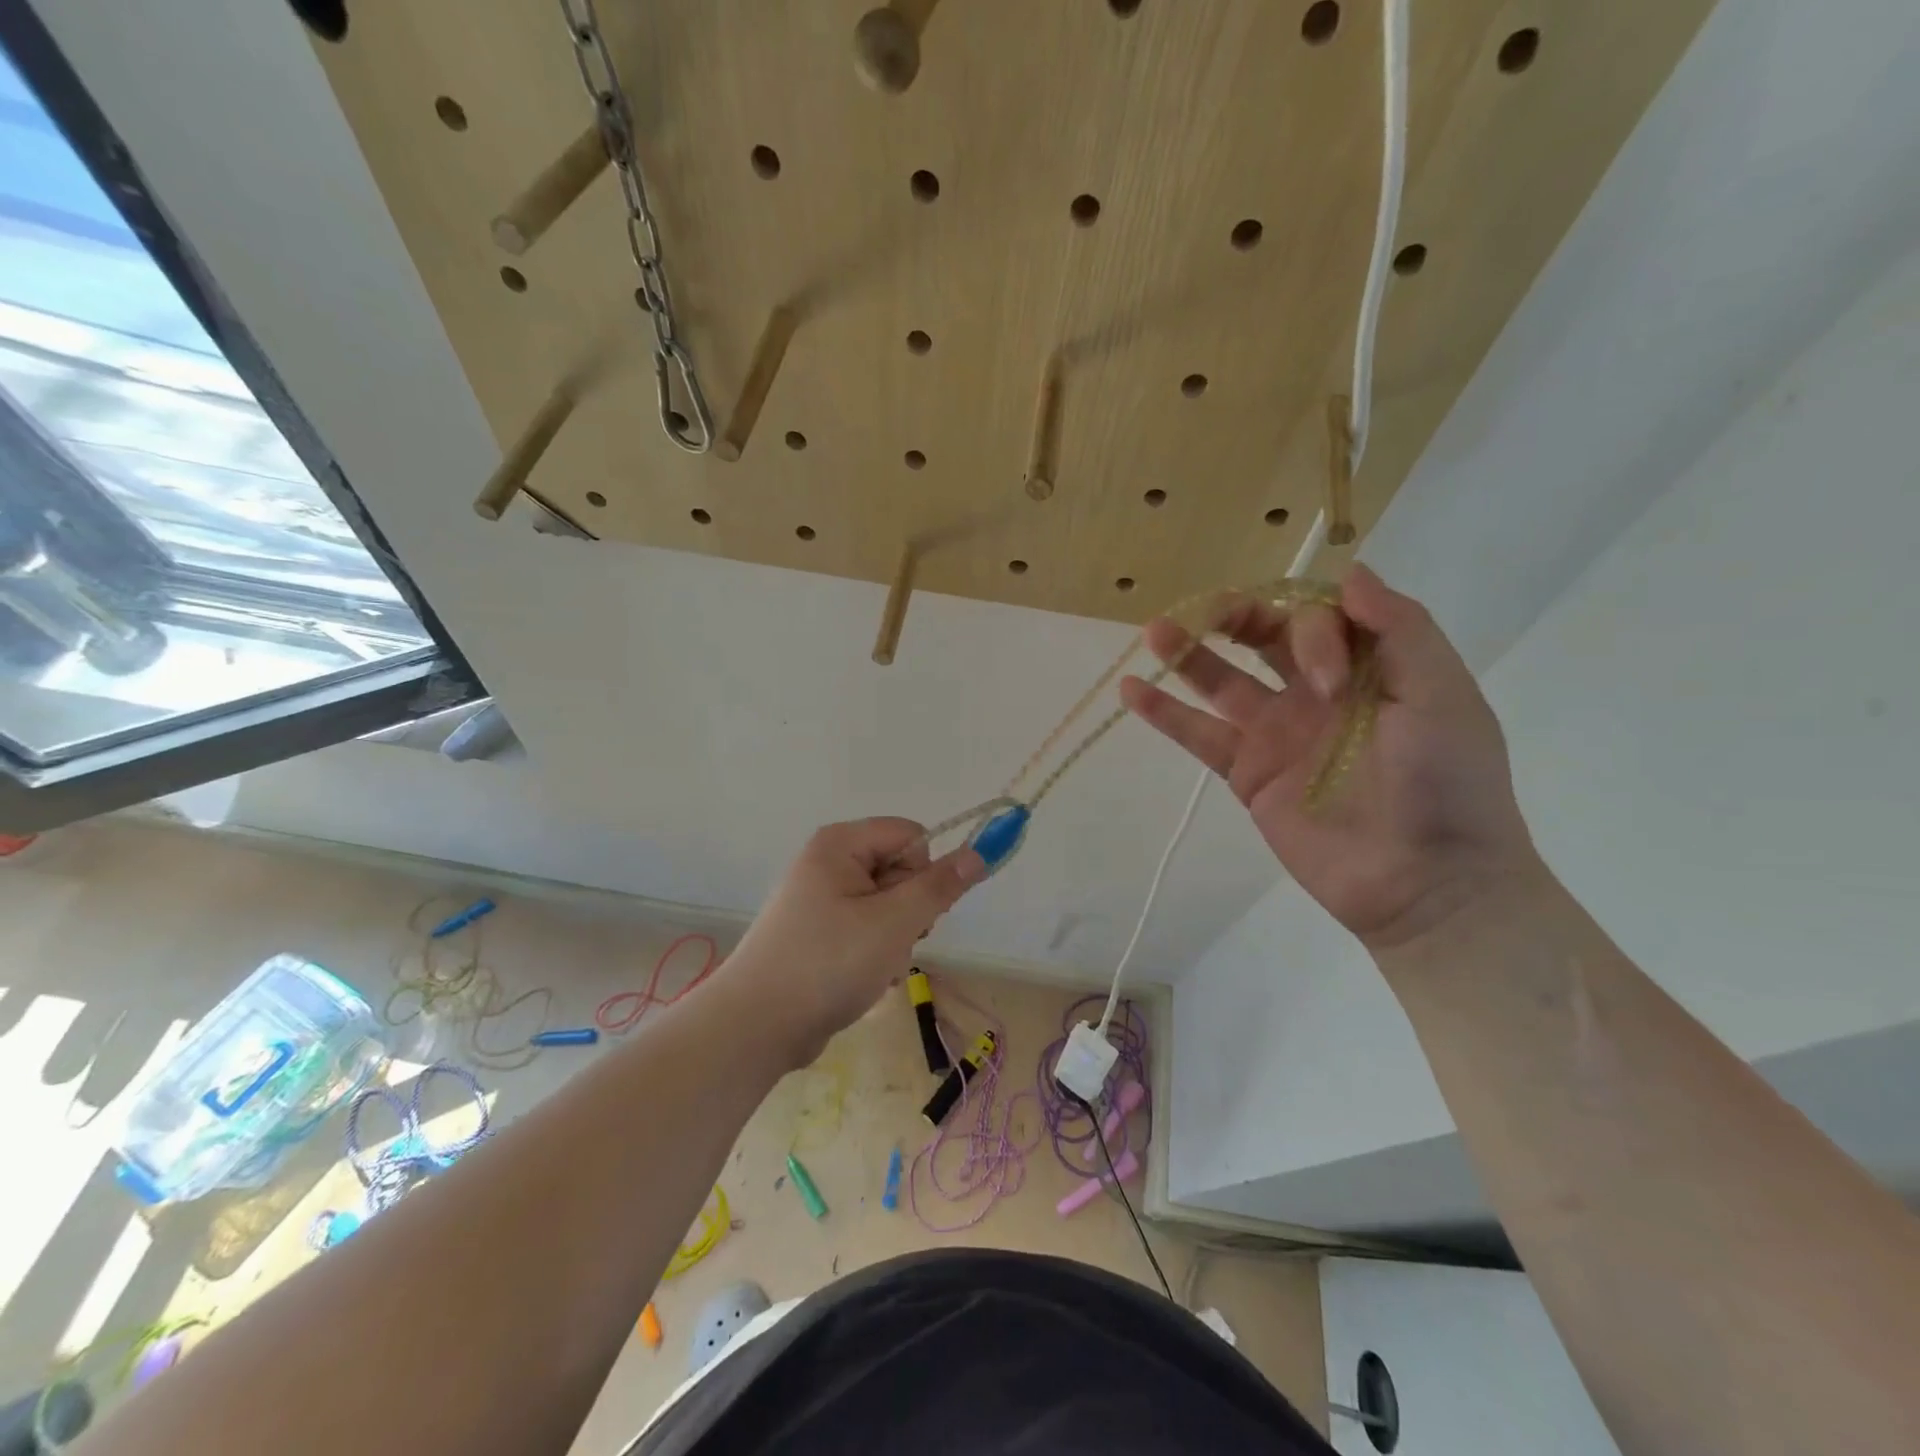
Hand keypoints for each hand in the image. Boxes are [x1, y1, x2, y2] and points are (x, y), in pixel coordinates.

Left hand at [727, 819, 984, 1062]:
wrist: (756, 1026)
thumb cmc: (828, 963)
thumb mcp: (894, 922)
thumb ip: (939, 886)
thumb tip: (979, 852)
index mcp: (840, 844)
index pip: (911, 836)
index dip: (924, 872)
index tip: (916, 912)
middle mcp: (828, 862)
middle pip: (899, 870)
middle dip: (909, 911)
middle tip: (893, 944)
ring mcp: (820, 899)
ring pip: (887, 905)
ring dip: (895, 939)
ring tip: (875, 968)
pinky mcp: (817, 932)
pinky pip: (865, 929)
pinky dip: (874, 953)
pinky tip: (862, 979)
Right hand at [1120, 564, 1536, 951]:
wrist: (1427, 881)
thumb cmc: (1447, 783)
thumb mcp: (1441, 694)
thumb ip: (1401, 629)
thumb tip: (1351, 571)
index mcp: (1367, 667)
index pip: (1319, 617)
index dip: (1310, 630)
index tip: (1326, 681)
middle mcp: (1316, 691)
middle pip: (1265, 636)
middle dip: (1236, 615)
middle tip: (1207, 611)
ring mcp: (1277, 733)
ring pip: (1222, 681)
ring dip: (1188, 653)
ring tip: (1154, 630)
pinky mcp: (1247, 773)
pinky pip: (1200, 735)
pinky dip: (1165, 714)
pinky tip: (1132, 690)